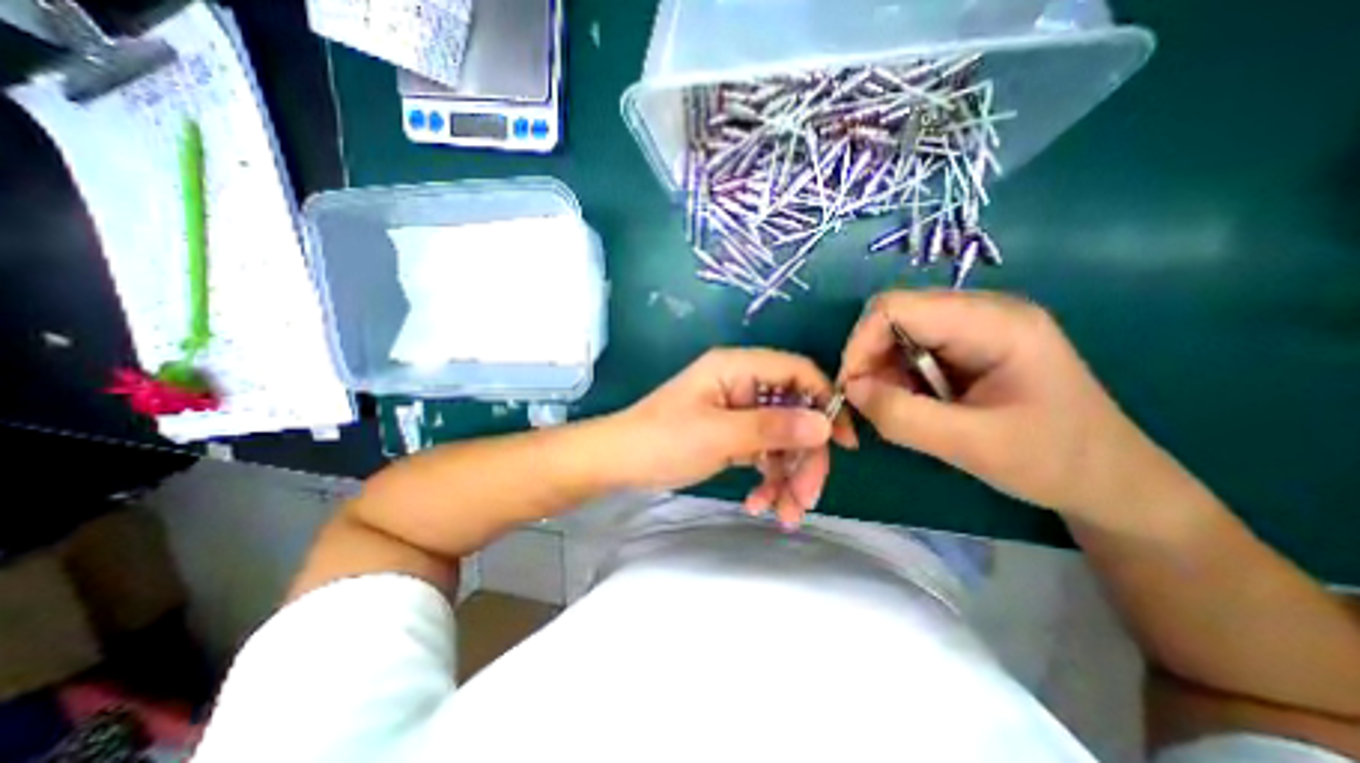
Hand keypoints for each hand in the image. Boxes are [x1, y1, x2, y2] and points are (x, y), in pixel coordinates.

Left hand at [615, 349, 851, 526]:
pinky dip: (766, 478)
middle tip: (806, 499)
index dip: (825, 403)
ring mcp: (737, 411)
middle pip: (793, 413)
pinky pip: (762, 453)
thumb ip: (772, 427)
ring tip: (782, 515)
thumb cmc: (663, 441)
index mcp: (737, 368)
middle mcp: (741, 384)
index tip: (843, 444)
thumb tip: (825, 425)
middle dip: (803, 458)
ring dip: (786, 476)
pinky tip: (758, 504)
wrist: (619, 462)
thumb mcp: (719, 435)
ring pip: (780, 439)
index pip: (797, 373)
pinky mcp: (731, 434)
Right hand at [841, 290, 1191, 526]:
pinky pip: (910, 350)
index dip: (861, 344)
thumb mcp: (972, 446)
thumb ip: (902, 416)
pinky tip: (913, 404)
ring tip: (894, 410)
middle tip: (867, 404)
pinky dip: (896, 378)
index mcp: (995, 322)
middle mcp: (981, 311)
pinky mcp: (968, 345)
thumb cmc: (1054, 462)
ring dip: (881, 372)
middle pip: (893, 316)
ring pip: (896, 334)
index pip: (896, 307)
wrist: (1109, 480)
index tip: (850, 390)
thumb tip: (850, 390)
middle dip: (868, 360)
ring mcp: (975, 326)